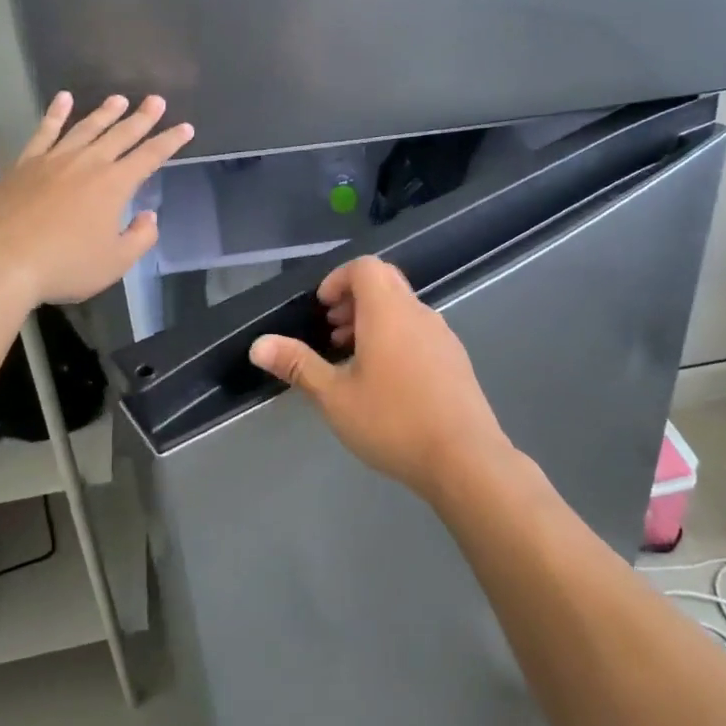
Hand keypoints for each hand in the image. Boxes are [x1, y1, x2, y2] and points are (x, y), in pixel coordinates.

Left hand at [0, 93, 192, 304]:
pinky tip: (63, 99)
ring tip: (119, 99)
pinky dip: (55, 114)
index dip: (170, 141)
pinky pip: (44, 132)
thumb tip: (148, 216)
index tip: (185, 127)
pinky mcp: (26, 164)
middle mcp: (88, 163)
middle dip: (142, 117)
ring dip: (105, 112)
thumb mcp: (116, 262)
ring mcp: (55, 160)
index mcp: (115, 185)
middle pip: (121, 134)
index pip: (150, 156)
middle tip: (156, 99)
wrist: (4, 262)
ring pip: (86, 128)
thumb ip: (140, 237)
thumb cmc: (66, 265)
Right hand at [248, 257, 512, 500]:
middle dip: (354, 298)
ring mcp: (442, 334)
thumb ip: (298, 366)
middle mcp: (417, 312)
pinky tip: (388, 381)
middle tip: (333, 331)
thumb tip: (259, 345)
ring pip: (403, 307)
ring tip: (354, 358)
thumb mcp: (335, 397)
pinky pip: (420, 329)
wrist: (466, 459)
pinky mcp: (456, 358)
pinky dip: (397, 336)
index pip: (365, 266)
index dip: (339, 279)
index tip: (322, 309)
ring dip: (375, 319)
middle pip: (385, 281)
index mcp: (388, 311)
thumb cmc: (393, 421)